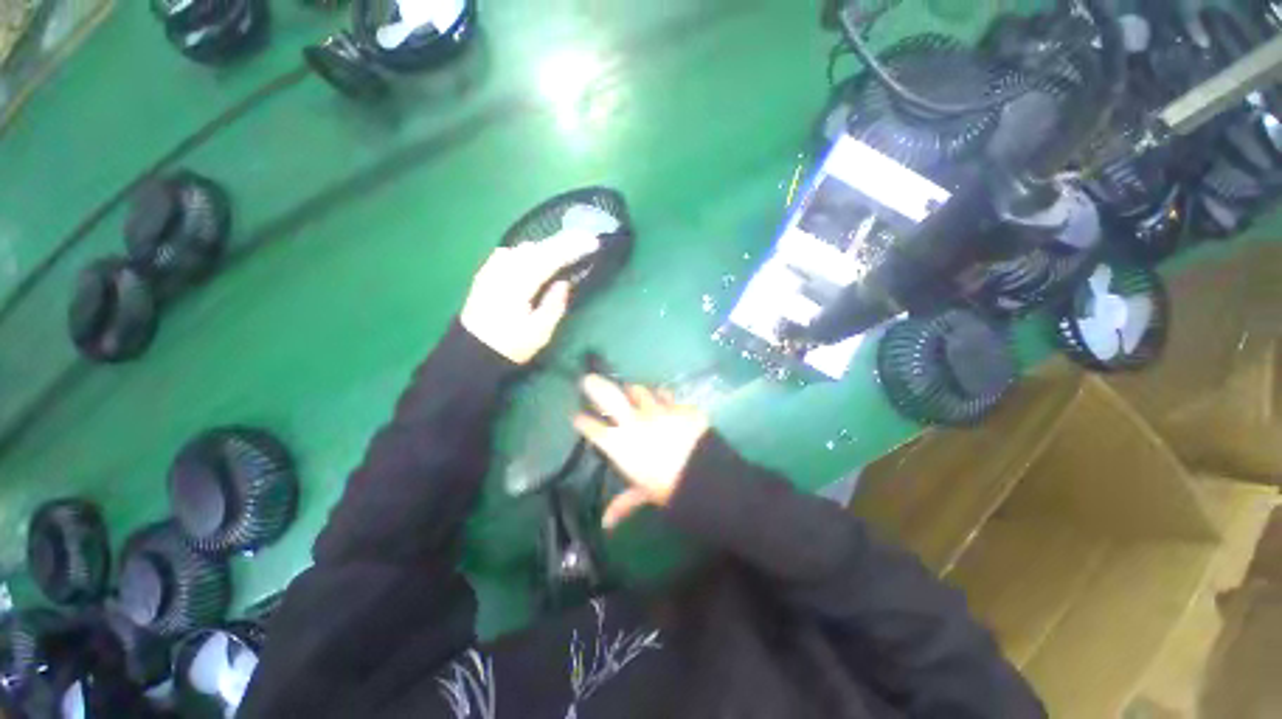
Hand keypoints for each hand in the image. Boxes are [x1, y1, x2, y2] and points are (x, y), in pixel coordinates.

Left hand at [460, 231, 600, 363]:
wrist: (472, 351)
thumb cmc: (510, 345)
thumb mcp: (539, 333)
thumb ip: (554, 306)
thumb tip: (564, 282)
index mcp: (518, 285)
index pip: (549, 259)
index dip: (572, 249)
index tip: (592, 242)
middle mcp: (504, 270)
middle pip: (537, 248)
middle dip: (563, 242)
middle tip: (585, 239)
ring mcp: (492, 269)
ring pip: (523, 248)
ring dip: (546, 246)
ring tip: (565, 247)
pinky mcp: (486, 273)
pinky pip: (510, 253)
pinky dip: (528, 251)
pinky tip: (534, 255)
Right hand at [573, 375, 709, 529]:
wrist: (703, 474)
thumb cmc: (667, 488)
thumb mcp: (644, 494)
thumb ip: (623, 504)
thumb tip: (605, 524)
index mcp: (619, 444)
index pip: (592, 428)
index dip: (582, 421)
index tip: (577, 417)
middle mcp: (632, 421)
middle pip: (608, 396)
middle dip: (595, 386)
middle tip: (588, 380)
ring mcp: (656, 409)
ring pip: (638, 390)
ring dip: (633, 391)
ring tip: (632, 393)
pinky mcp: (676, 405)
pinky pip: (666, 395)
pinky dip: (662, 397)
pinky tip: (663, 401)